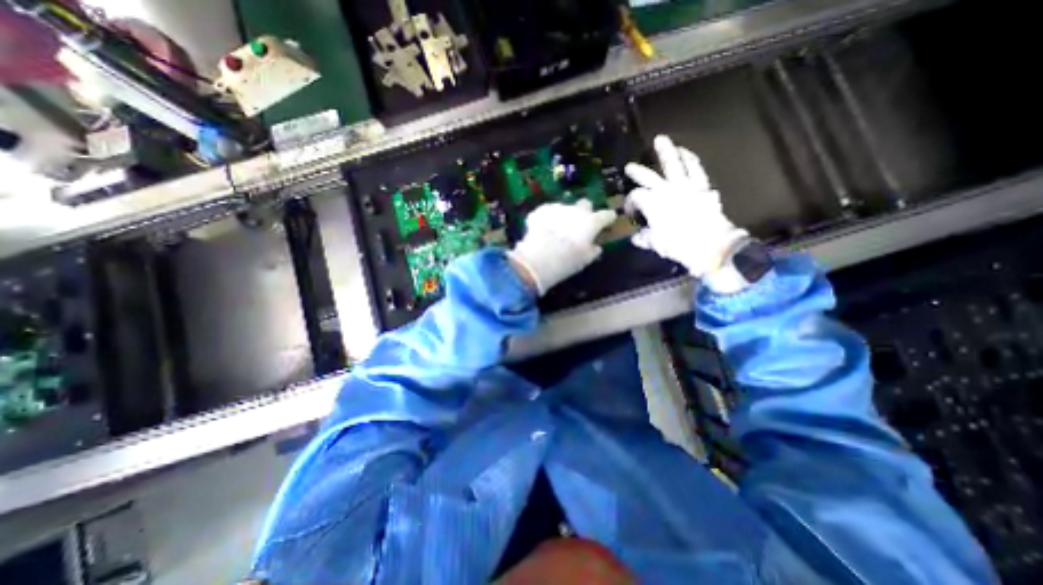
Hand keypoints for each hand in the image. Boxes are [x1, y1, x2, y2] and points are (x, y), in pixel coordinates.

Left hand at [507, 199, 611, 294]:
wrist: (539, 258)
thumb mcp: (584, 260)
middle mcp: (576, 211)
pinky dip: (546, 219)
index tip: (607, 221)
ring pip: (564, 208)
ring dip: (563, 217)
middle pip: (585, 204)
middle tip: (579, 225)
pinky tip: (542, 229)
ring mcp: (557, 208)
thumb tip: (595, 247)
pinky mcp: (540, 211)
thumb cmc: (567, 262)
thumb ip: (592, 251)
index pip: (606, 215)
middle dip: (584, 212)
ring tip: (556, 231)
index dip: (607, 218)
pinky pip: (547, 213)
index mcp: (591, 222)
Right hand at [622, 136, 745, 278]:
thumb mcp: (656, 244)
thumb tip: (636, 237)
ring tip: (661, 140)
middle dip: (637, 172)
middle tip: (630, 166)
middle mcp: (666, 190)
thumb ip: (644, 238)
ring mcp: (685, 186)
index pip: (636, 197)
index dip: (629, 203)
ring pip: (674, 164)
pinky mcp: (702, 187)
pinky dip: (690, 159)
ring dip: (666, 151)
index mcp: (652, 204)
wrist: (710, 244)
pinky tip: (686, 153)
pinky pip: (695, 168)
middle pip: (648, 176)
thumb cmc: (678, 245)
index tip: (629, 212)